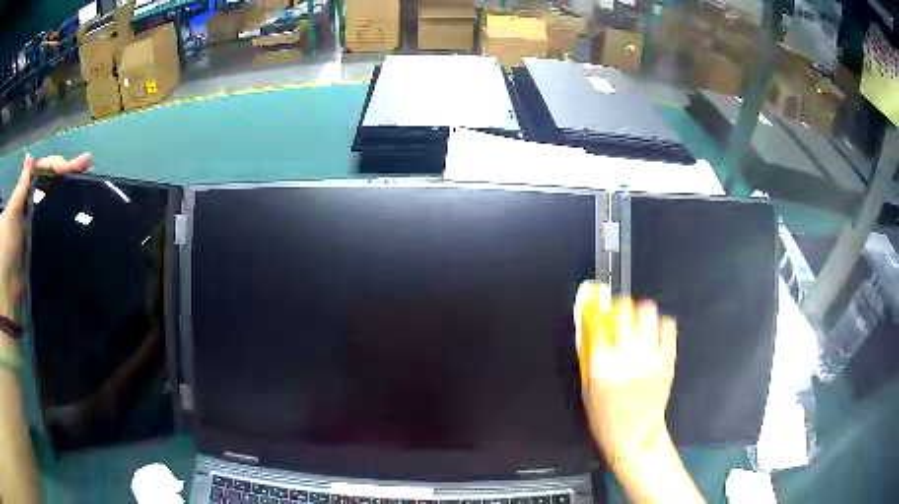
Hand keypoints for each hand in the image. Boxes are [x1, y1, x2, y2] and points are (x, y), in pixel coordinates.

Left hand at [0, 153, 92, 320]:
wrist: (9, 293)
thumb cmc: (7, 249)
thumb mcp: (11, 214)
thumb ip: (21, 188)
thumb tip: (30, 157)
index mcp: (26, 195)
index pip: (45, 170)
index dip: (59, 165)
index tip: (79, 164)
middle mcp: (33, 206)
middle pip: (52, 184)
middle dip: (69, 174)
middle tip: (89, 169)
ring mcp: (38, 228)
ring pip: (56, 203)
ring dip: (71, 193)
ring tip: (90, 186)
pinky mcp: (44, 248)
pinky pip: (57, 228)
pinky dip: (68, 219)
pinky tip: (80, 215)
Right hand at [575, 281, 677, 467]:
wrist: (635, 436)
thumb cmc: (606, 418)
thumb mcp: (588, 390)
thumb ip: (590, 357)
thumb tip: (591, 328)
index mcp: (602, 367)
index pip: (598, 324)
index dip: (596, 311)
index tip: (597, 307)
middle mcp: (627, 358)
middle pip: (625, 312)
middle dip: (620, 306)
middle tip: (620, 311)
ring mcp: (650, 358)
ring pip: (648, 313)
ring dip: (641, 312)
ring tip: (639, 320)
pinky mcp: (667, 361)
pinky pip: (668, 328)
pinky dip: (660, 324)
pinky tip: (655, 331)